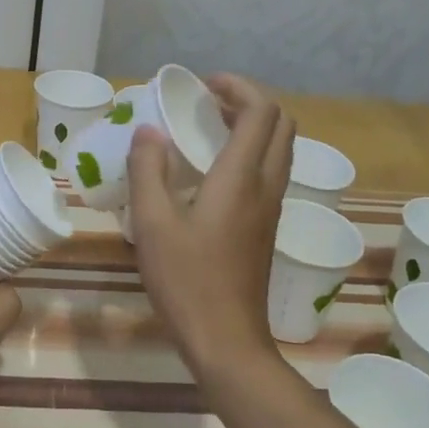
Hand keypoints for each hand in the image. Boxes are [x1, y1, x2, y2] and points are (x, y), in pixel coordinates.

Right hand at [127, 74, 293, 378]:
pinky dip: (249, 152)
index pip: (262, 112)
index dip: (238, 87)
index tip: (203, 85)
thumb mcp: (152, 223)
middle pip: (280, 124)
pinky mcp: (266, 227)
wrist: (227, 342)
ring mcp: (271, 208)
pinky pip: (270, 171)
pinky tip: (211, 171)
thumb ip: (148, 171)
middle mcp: (266, 186)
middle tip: (208, 103)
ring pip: (279, 149)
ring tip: (207, 129)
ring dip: (252, 127)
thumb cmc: (187, 281)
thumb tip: (148, 132)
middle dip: (249, 102)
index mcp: (241, 178)